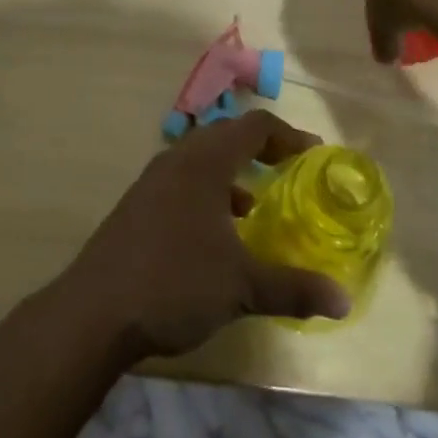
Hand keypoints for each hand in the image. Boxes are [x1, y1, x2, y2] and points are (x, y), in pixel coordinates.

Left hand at [57, 109, 351, 359]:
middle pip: (225, 135)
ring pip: (200, 159)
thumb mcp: (242, 287)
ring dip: (231, 172)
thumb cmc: (175, 282)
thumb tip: (343, 300)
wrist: (94, 311)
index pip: (254, 126)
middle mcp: (177, 159)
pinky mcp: (137, 205)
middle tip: (288, 169)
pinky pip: (182, 181)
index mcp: (205, 162)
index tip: (313, 152)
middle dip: (259, 149)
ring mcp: (152, 181)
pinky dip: (208, 193)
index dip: (287, 135)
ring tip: (255, 204)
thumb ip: (294, 288)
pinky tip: (216, 234)